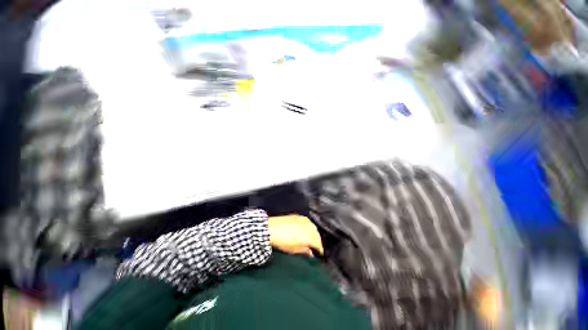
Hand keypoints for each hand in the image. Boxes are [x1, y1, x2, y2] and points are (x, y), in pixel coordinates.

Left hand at [268, 215, 323, 256]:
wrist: (272, 228)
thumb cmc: (283, 242)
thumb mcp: (294, 249)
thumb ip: (305, 251)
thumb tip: (311, 253)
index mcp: (309, 236)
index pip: (318, 243)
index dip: (319, 249)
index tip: (319, 253)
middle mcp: (309, 227)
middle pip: (317, 234)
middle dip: (317, 241)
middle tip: (316, 247)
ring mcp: (304, 220)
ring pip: (313, 227)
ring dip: (314, 233)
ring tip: (311, 238)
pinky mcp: (299, 216)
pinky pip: (308, 222)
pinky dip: (309, 226)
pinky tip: (306, 230)